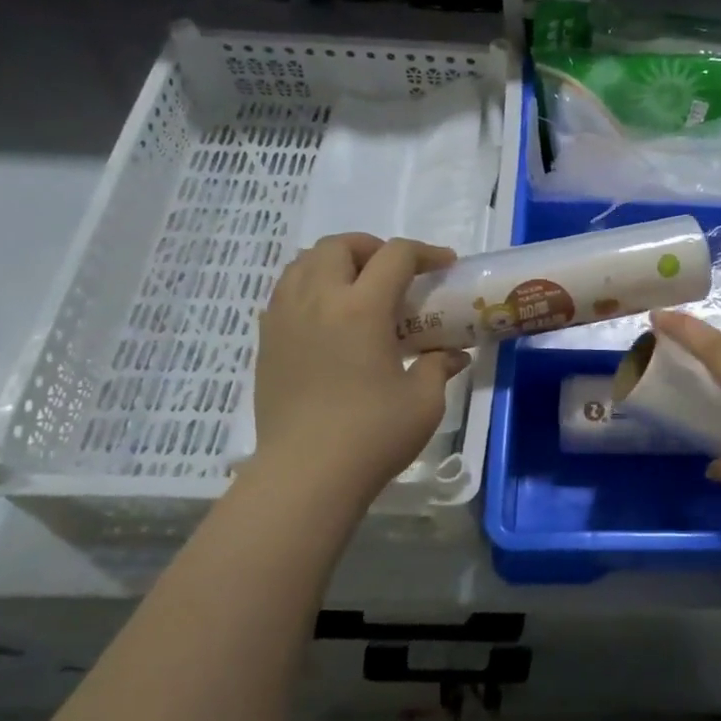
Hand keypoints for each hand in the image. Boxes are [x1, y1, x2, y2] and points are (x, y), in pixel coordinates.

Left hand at [254, 234, 468, 498]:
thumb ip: (439, 367)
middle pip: (339, 245)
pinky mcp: (267, 342)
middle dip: (372, 248)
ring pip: (303, 262)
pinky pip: (285, 292)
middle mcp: (319, 300)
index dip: (425, 252)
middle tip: (395, 274)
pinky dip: (309, 287)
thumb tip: (453, 355)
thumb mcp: (423, 402)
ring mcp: (285, 318)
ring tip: (358, 288)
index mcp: (361, 308)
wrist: (305, 474)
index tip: (444, 264)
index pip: (395, 256)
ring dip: (336, 262)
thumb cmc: (372, 435)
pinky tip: (328, 319)